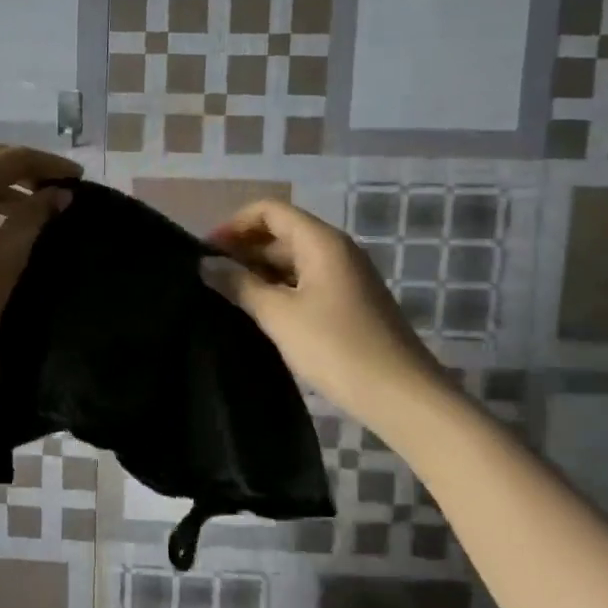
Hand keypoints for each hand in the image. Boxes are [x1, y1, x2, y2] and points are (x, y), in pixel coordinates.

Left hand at [0, 144, 81, 377]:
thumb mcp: (8, 255)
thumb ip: (36, 215)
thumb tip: (60, 194)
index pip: (15, 157)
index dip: (51, 165)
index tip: (81, 179)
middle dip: (29, 169)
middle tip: (63, 187)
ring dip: (9, 184)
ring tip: (43, 204)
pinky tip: (10, 218)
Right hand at [201, 198, 449, 432]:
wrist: (402, 396)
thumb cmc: (336, 347)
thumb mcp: (278, 315)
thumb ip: (239, 284)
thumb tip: (206, 265)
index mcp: (321, 242)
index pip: (269, 210)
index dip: (234, 224)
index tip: (206, 252)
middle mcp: (335, 250)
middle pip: (280, 232)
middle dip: (242, 249)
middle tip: (207, 277)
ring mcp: (344, 277)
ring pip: (291, 260)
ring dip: (258, 272)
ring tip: (225, 295)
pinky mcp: (348, 303)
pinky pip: (304, 282)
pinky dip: (277, 289)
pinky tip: (256, 312)